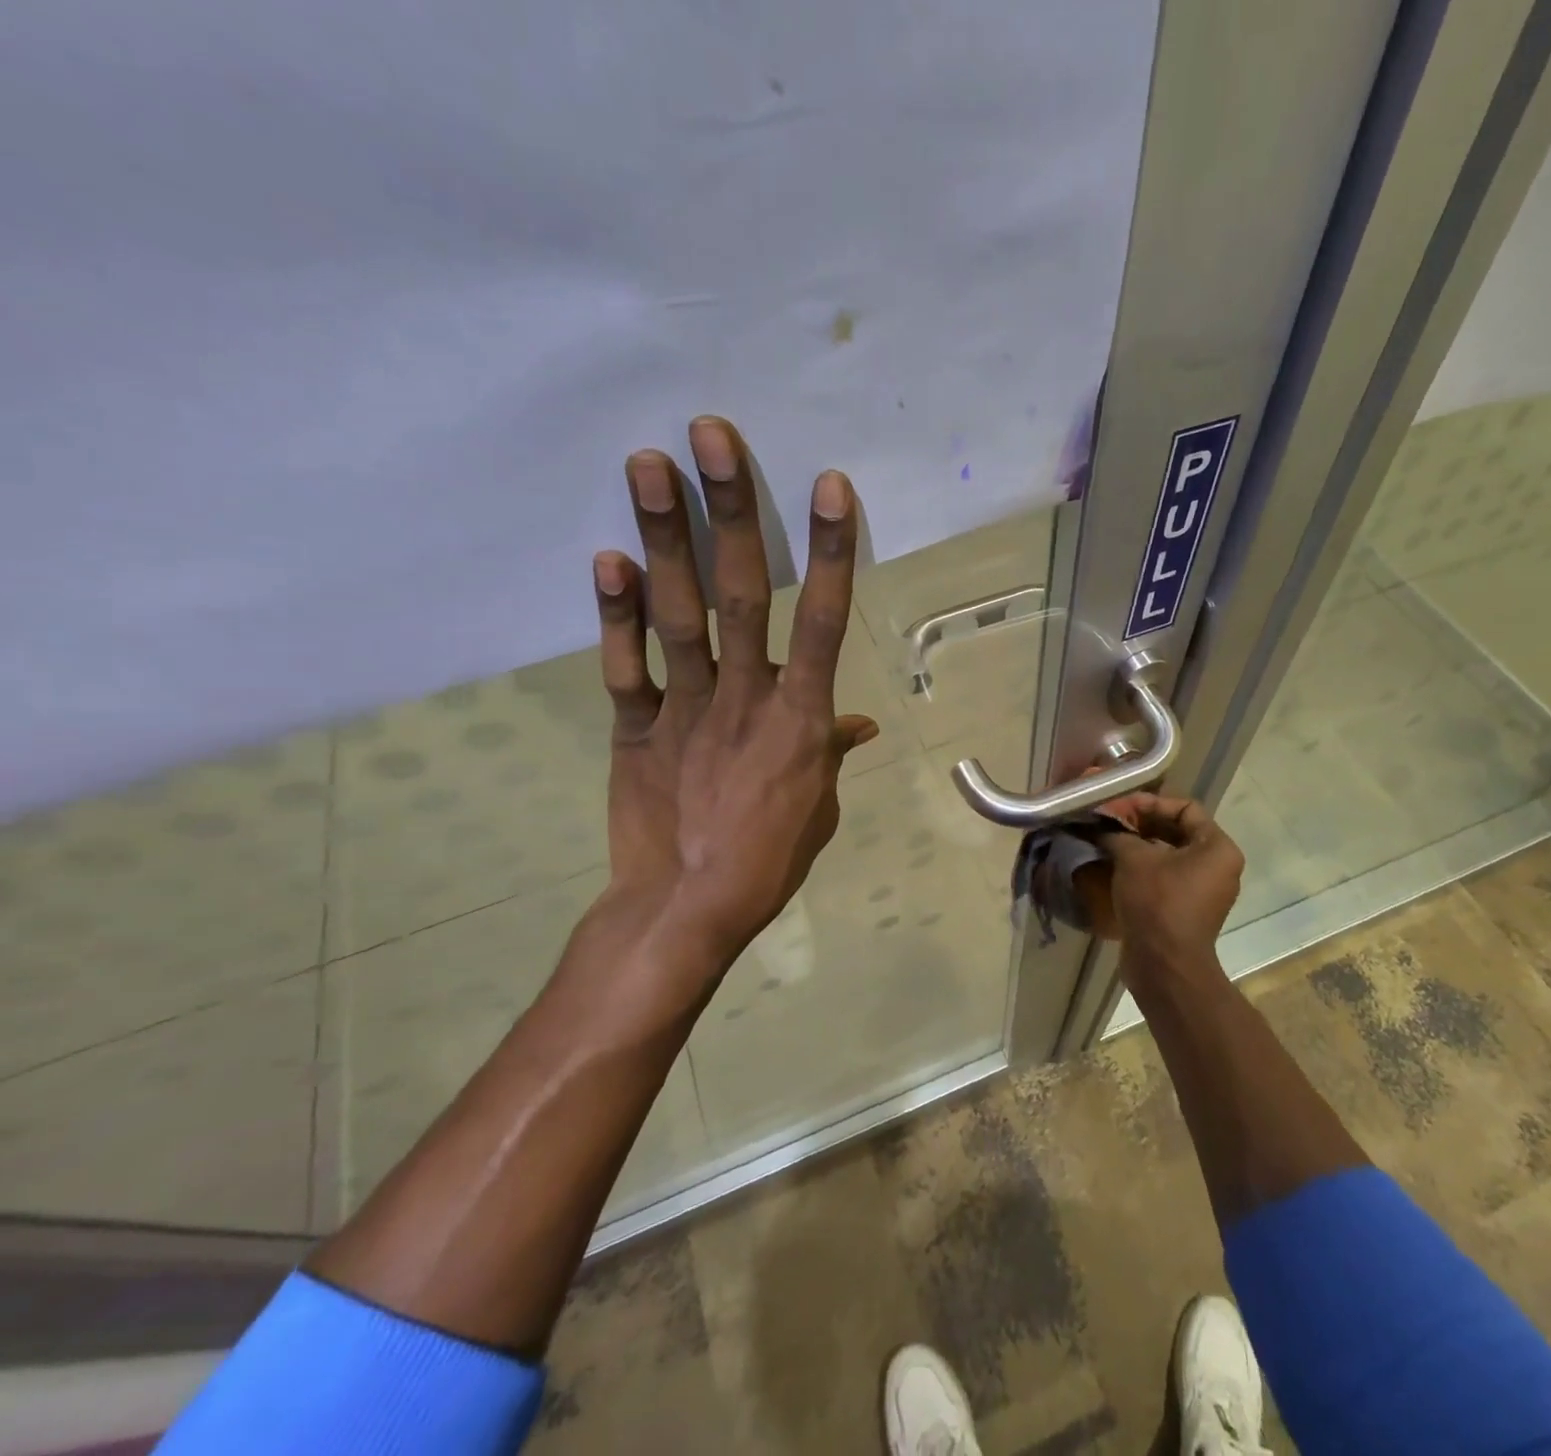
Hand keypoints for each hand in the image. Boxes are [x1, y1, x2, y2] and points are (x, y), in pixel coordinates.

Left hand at [570, 416, 877, 1028]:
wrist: (688, 908)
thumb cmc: (768, 859)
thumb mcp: (818, 805)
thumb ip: (830, 751)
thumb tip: (858, 721)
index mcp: (800, 718)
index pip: (822, 621)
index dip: (828, 551)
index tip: (828, 484)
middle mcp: (745, 697)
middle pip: (740, 593)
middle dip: (730, 510)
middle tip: (711, 434)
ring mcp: (686, 709)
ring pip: (678, 614)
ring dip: (664, 535)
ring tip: (649, 462)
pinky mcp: (636, 729)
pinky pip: (626, 667)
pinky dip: (613, 615)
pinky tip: (604, 557)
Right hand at [1087, 794, 1243, 978]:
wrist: (1164, 965)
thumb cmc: (1157, 902)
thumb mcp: (1133, 858)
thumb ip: (1117, 833)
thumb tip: (1100, 825)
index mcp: (1217, 848)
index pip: (1185, 808)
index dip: (1150, 802)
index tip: (1119, 807)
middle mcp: (1218, 867)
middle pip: (1177, 831)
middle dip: (1141, 823)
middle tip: (1109, 822)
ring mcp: (1204, 891)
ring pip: (1169, 855)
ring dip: (1138, 846)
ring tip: (1107, 841)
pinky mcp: (1187, 910)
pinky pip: (1165, 878)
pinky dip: (1142, 869)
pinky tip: (1113, 866)